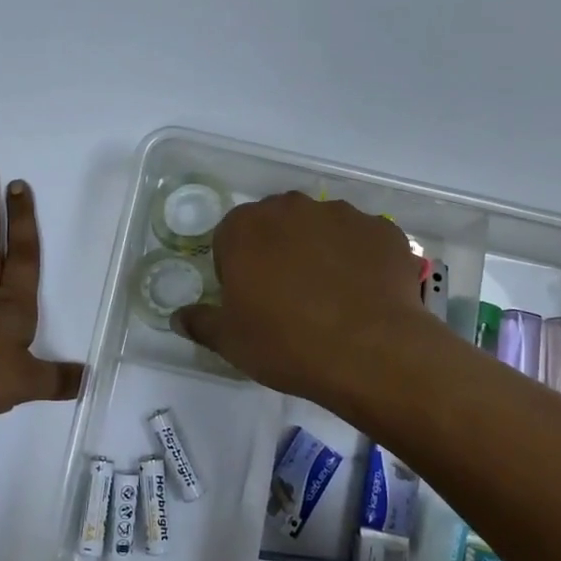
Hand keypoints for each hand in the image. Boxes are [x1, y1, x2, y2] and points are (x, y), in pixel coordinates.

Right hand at [173, 192, 435, 406]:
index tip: (250, 298)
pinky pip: (363, 240)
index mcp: (245, 227)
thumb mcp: (230, 341)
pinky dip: (360, 259)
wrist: (370, 352)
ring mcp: (341, 214)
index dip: (237, 267)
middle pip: (276, 224)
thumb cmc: (286, 343)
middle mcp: (291, 207)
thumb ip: (200, 322)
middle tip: (288, 296)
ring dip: (320, 250)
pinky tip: (365, 294)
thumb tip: (178, 317)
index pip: (230, 236)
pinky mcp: (382, 229)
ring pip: (321, 227)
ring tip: (333, 296)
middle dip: (278, 250)